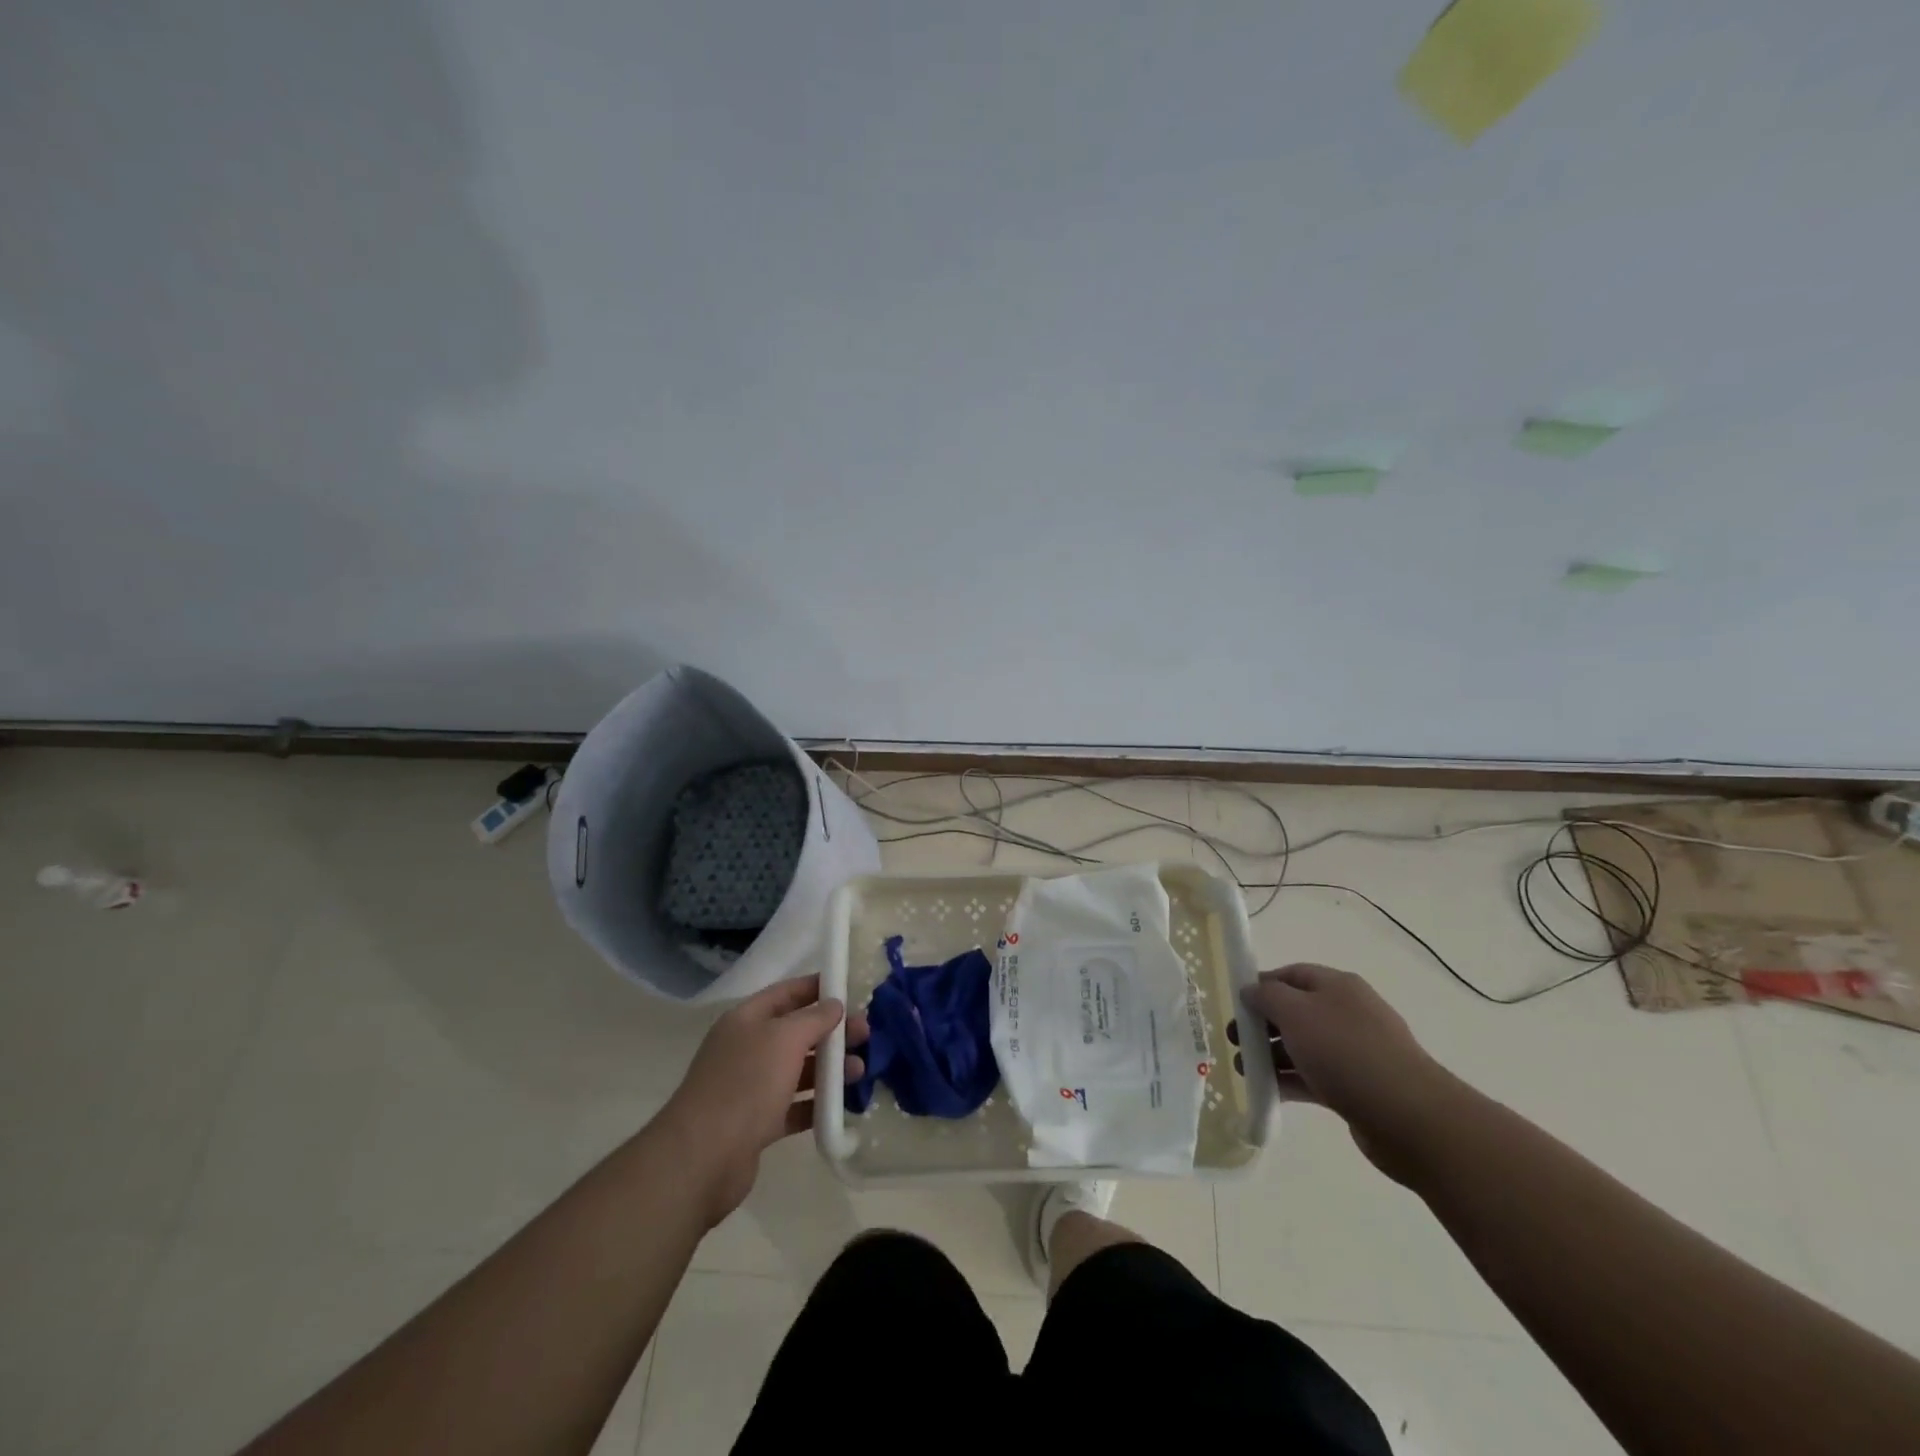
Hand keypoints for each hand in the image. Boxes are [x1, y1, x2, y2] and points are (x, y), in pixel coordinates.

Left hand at [657, 975, 868, 1226]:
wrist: (702, 1158)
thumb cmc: (745, 1084)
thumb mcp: (784, 1038)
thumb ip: (814, 1018)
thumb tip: (834, 1005)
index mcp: (747, 1019)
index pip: (787, 993)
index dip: (818, 988)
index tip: (851, 990)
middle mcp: (747, 1048)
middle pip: (796, 1032)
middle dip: (832, 1031)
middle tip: (866, 1035)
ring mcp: (750, 1087)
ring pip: (797, 1070)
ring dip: (829, 1069)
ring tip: (861, 1071)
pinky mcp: (756, 1123)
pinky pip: (794, 1106)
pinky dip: (817, 1104)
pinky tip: (843, 1106)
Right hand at [1241, 964, 1454, 1183]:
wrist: (1409, 1117)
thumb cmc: (1345, 1051)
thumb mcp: (1295, 1012)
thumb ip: (1266, 996)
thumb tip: (1251, 991)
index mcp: (1338, 986)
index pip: (1291, 974)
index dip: (1261, 985)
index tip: (1235, 1005)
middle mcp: (1348, 1014)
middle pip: (1295, 1011)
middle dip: (1262, 1024)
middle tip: (1235, 1041)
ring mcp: (1355, 1052)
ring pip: (1303, 1046)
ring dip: (1271, 1056)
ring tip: (1244, 1071)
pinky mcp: (1358, 1088)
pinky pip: (1314, 1077)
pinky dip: (1290, 1081)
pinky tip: (1268, 1091)